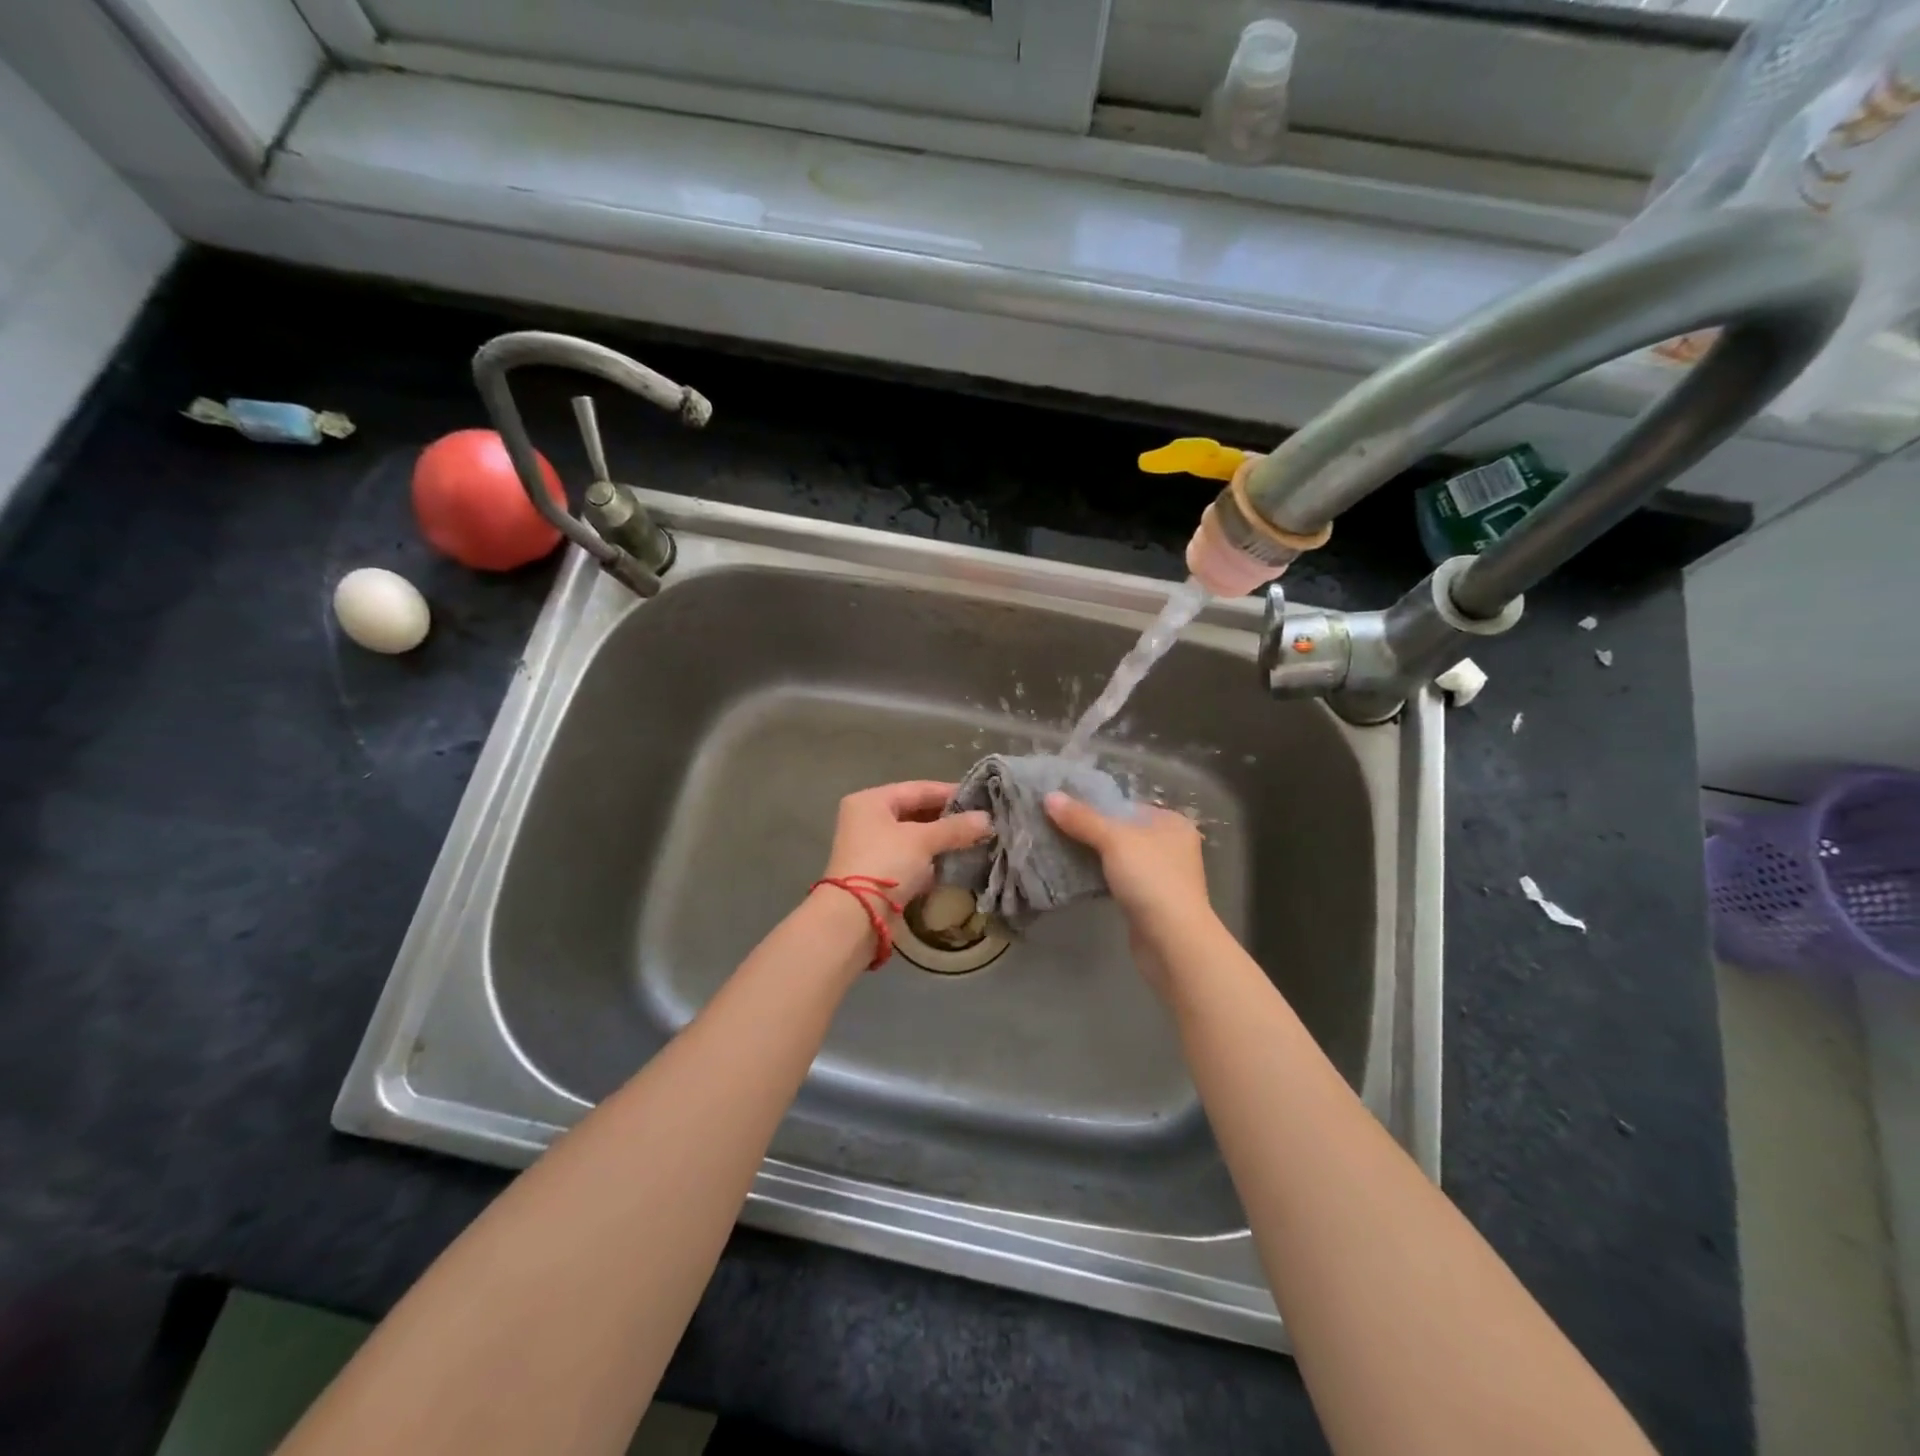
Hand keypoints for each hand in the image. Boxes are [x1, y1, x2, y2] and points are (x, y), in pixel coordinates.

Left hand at [821, 781, 992, 902]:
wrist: (855, 917)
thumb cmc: (885, 864)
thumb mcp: (923, 840)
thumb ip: (955, 827)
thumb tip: (988, 819)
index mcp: (871, 801)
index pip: (918, 788)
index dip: (951, 793)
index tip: (982, 799)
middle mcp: (867, 819)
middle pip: (915, 812)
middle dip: (948, 818)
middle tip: (981, 821)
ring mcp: (871, 847)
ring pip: (914, 836)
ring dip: (941, 840)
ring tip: (975, 840)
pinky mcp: (878, 873)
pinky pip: (911, 858)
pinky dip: (931, 859)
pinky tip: (956, 861)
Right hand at [1045, 792, 1210, 932]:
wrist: (1173, 941)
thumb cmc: (1151, 879)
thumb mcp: (1114, 840)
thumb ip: (1082, 818)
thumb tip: (1049, 797)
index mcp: (1171, 823)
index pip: (1126, 805)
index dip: (1095, 804)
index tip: (1063, 806)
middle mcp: (1170, 845)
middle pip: (1121, 830)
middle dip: (1090, 830)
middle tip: (1054, 826)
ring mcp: (1161, 875)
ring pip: (1118, 857)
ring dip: (1092, 855)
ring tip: (1057, 847)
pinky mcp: (1149, 901)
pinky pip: (1118, 879)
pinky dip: (1099, 876)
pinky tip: (1075, 875)